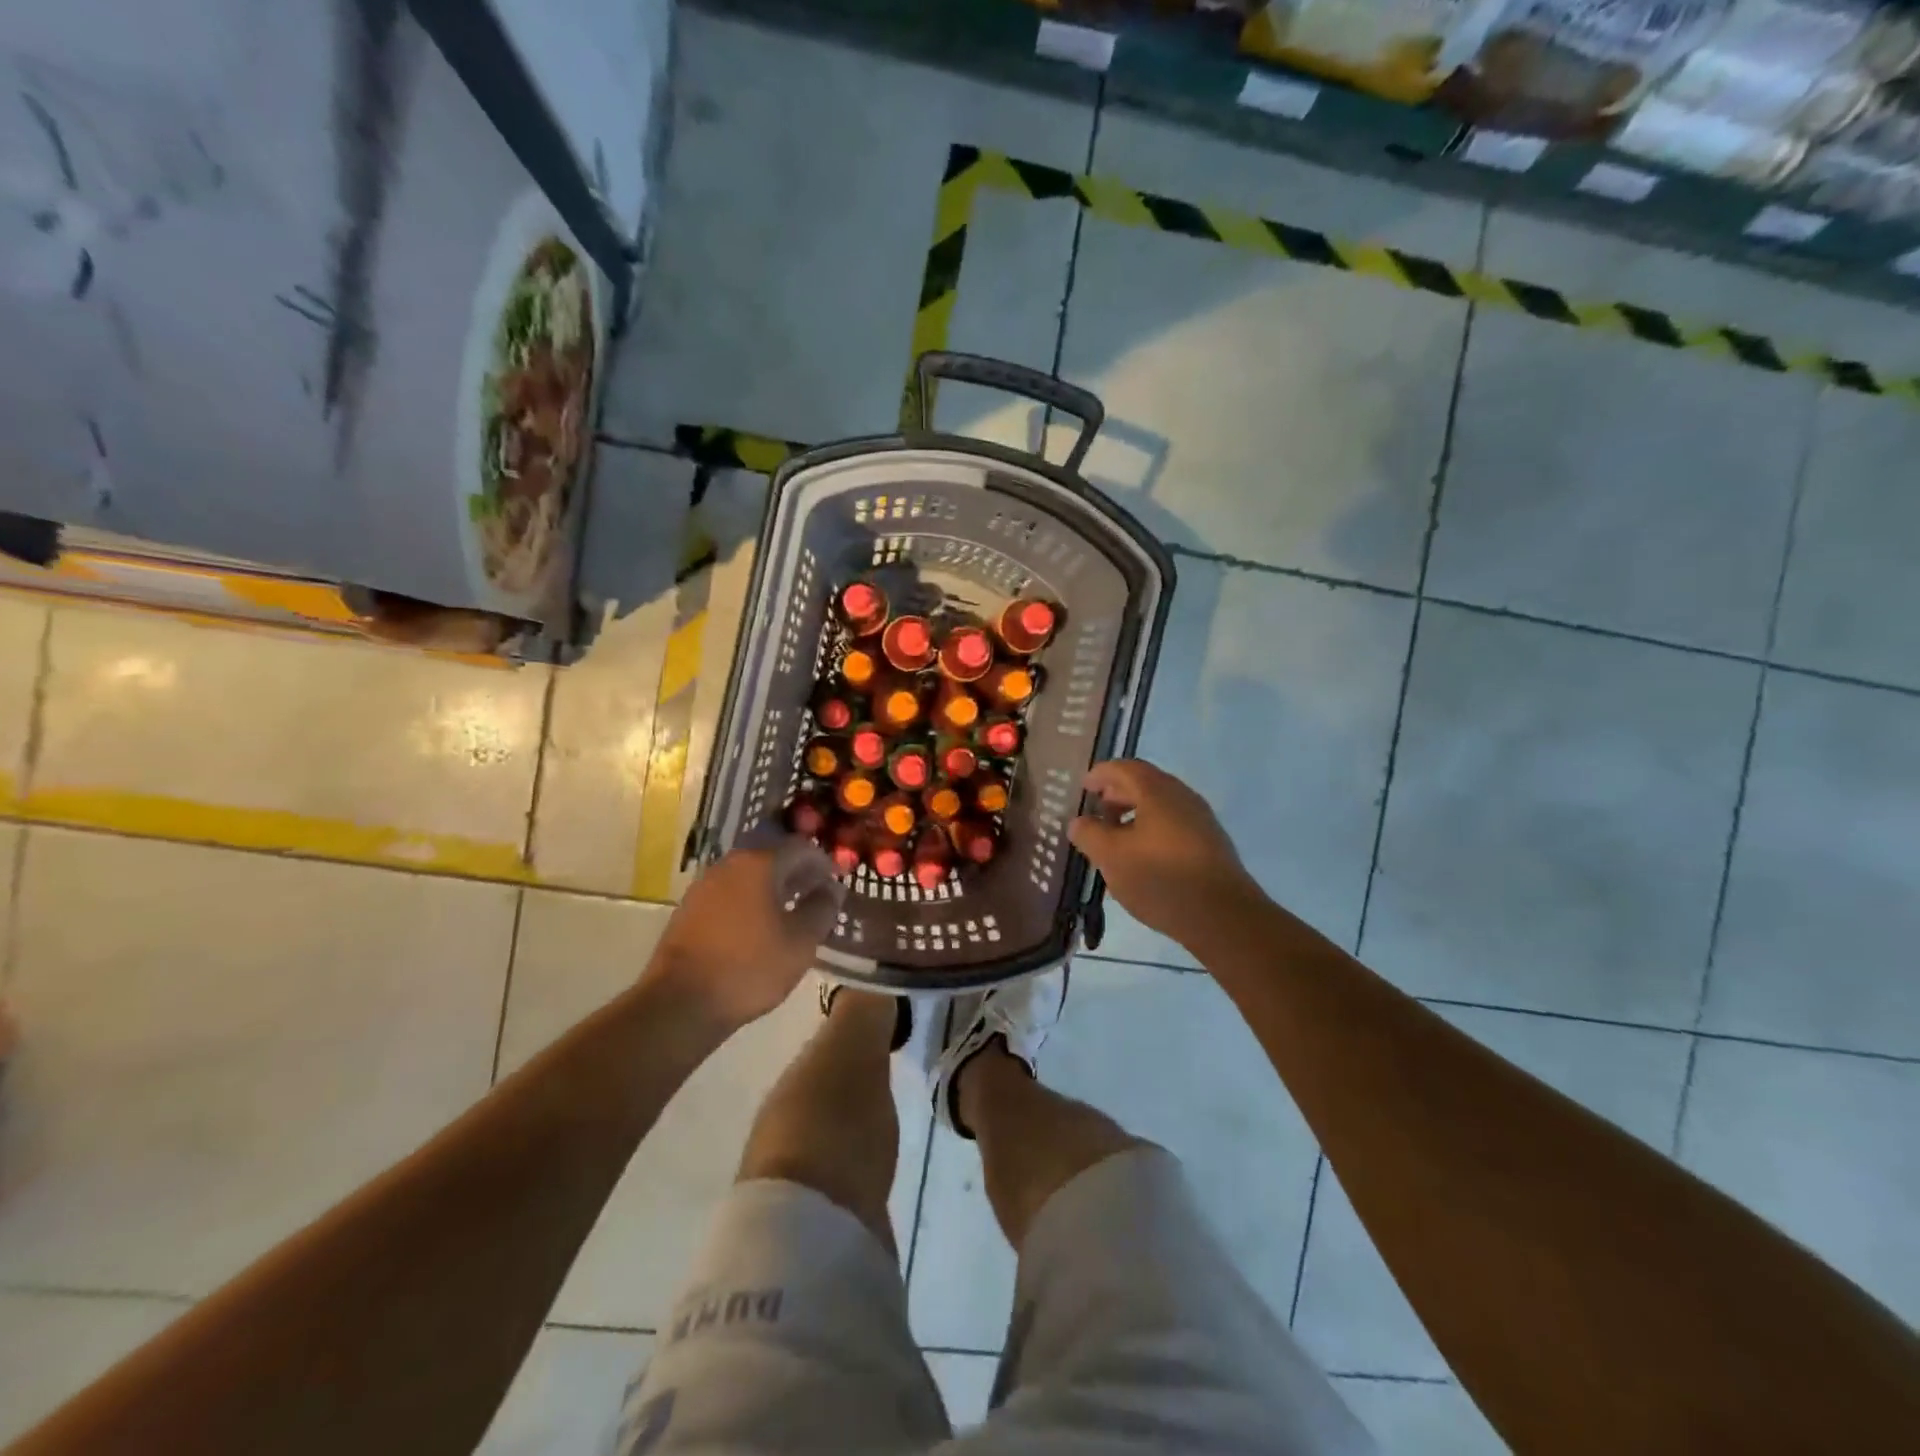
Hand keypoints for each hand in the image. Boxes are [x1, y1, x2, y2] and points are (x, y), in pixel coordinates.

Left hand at [645, 838, 845, 1028]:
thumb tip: (831, 890)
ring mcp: (704, 886)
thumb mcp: (800, 942)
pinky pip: (730, 895)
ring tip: (792, 913)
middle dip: (798, 874)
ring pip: (749, 877)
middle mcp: (729, 865)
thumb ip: (822, 909)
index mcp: (759, 864)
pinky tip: (760, 928)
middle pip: (772, 858)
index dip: (823, 863)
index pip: (801, 848)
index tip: (837, 880)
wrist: (680, 1003)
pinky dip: (751, 903)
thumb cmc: (750, 967)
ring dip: (773, 889)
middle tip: (817, 895)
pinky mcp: (689, 911)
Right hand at [1068, 760, 1261, 946]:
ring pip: (1160, 807)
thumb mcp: (1111, 856)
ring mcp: (1201, 821)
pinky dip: (1151, 831)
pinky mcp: (1210, 845)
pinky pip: (1173, 826)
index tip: (1083, 788)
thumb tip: (1079, 821)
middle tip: (1096, 814)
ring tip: (1114, 841)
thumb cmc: (1160, 878)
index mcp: (1157, 791)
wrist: (1223, 917)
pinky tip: (1141, 859)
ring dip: (1133, 816)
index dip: (1100, 774)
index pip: (1124, 768)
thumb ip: (1089, 833)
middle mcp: (1182, 797)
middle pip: (1145, 784)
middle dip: (1116, 795)